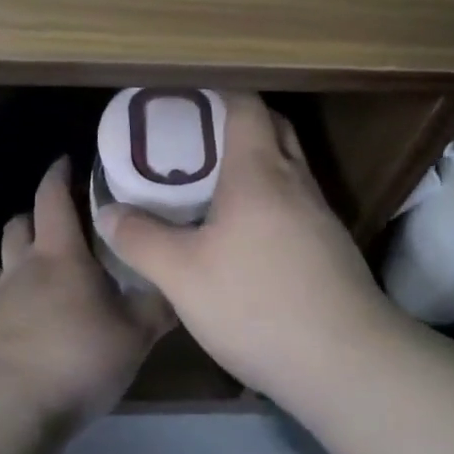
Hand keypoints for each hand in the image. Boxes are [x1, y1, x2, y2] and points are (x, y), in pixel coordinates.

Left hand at [0, 158, 173, 428]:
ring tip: (59, 265)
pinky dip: (26, 291)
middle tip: (68, 214)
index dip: (59, 173)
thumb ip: (159, 305)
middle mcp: (25, 267)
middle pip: (21, 222)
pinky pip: (8, 296)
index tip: (70, 159)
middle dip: (39, 211)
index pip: (51, 196)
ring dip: (29, 251)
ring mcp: (2, 300)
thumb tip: (184, 280)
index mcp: (59, 254)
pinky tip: (48, 314)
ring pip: (12, 259)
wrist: (8, 414)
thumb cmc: (76, 359)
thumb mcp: (134, 334)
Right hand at [97, 93, 400, 403]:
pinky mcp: (331, 245)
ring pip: (288, 165)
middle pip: (273, 127)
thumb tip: (107, 212)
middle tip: (196, 136)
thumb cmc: (257, 303)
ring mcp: (320, 213)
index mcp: (259, 170)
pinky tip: (248, 232)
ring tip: (215, 182)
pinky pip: (297, 200)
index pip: (246, 105)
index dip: (218, 92)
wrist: (346, 361)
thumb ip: (141, 239)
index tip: (186, 97)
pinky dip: (272, 197)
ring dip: (257, 160)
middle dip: (239, 120)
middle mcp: (295, 180)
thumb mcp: (182, 276)